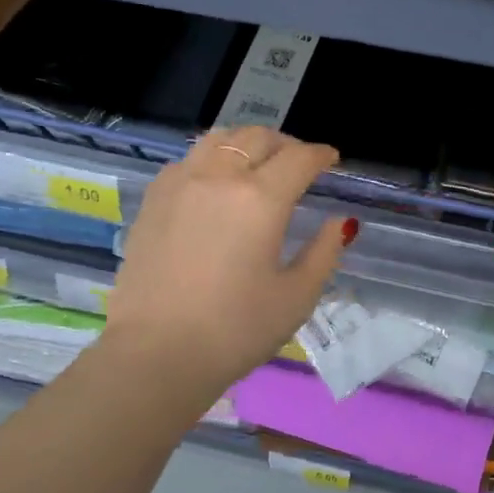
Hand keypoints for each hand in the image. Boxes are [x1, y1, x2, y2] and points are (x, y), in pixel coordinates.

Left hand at [100, 126, 352, 396]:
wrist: (156, 353)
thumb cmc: (235, 331)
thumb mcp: (296, 297)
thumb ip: (324, 252)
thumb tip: (340, 223)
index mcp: (260, 199)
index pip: (299, 158)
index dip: (321, 155)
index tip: (331, 160)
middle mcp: (218, 178)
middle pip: (257, 138)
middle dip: (285, 144)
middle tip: (298, 163)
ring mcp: (180, 184)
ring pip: (218, 139)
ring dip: (246, 143)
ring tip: (257, 163)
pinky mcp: (153, 200)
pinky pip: (188, 160)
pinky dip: (211, 159)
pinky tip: (215, 184)